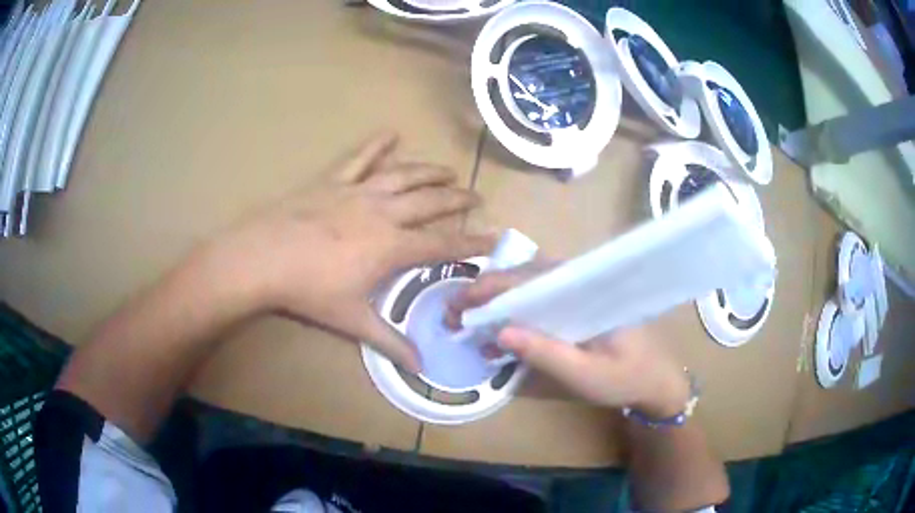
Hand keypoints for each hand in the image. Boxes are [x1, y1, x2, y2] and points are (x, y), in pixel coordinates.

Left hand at [205, 132, 494, 371]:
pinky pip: (360, 158)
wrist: (262, 259)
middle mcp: (383, 213)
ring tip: (448, 169)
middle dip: (458, 198)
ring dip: (429, 171)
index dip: (472, 242)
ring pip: (404, 175)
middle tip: (477, 195)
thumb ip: (390, 343)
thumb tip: (421, 368)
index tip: (495, 238)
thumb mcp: (352, 321)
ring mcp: (358, 192)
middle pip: (430, 201)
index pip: (442, 244)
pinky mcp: (333, 181)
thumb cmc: (308, 291)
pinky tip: (392, 132)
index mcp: (391, 247)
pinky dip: (377, 144)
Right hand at [447, 265, 689, 416]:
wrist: (656, 379)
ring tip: (467, 320)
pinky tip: (498, 335)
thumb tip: (498, 332)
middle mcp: (581, 282)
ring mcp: (578, 292)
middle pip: (525, 275)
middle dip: (485, 291)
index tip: (458, 304)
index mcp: (587, 291)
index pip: (531, 278)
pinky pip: (539, 299)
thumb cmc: (626, 377)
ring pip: (528, 284)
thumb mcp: (585, 373)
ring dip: (496, 300)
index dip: (490, 288)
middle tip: (454, 314)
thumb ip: (545, 353)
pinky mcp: (576, 305)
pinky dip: (514, 312)